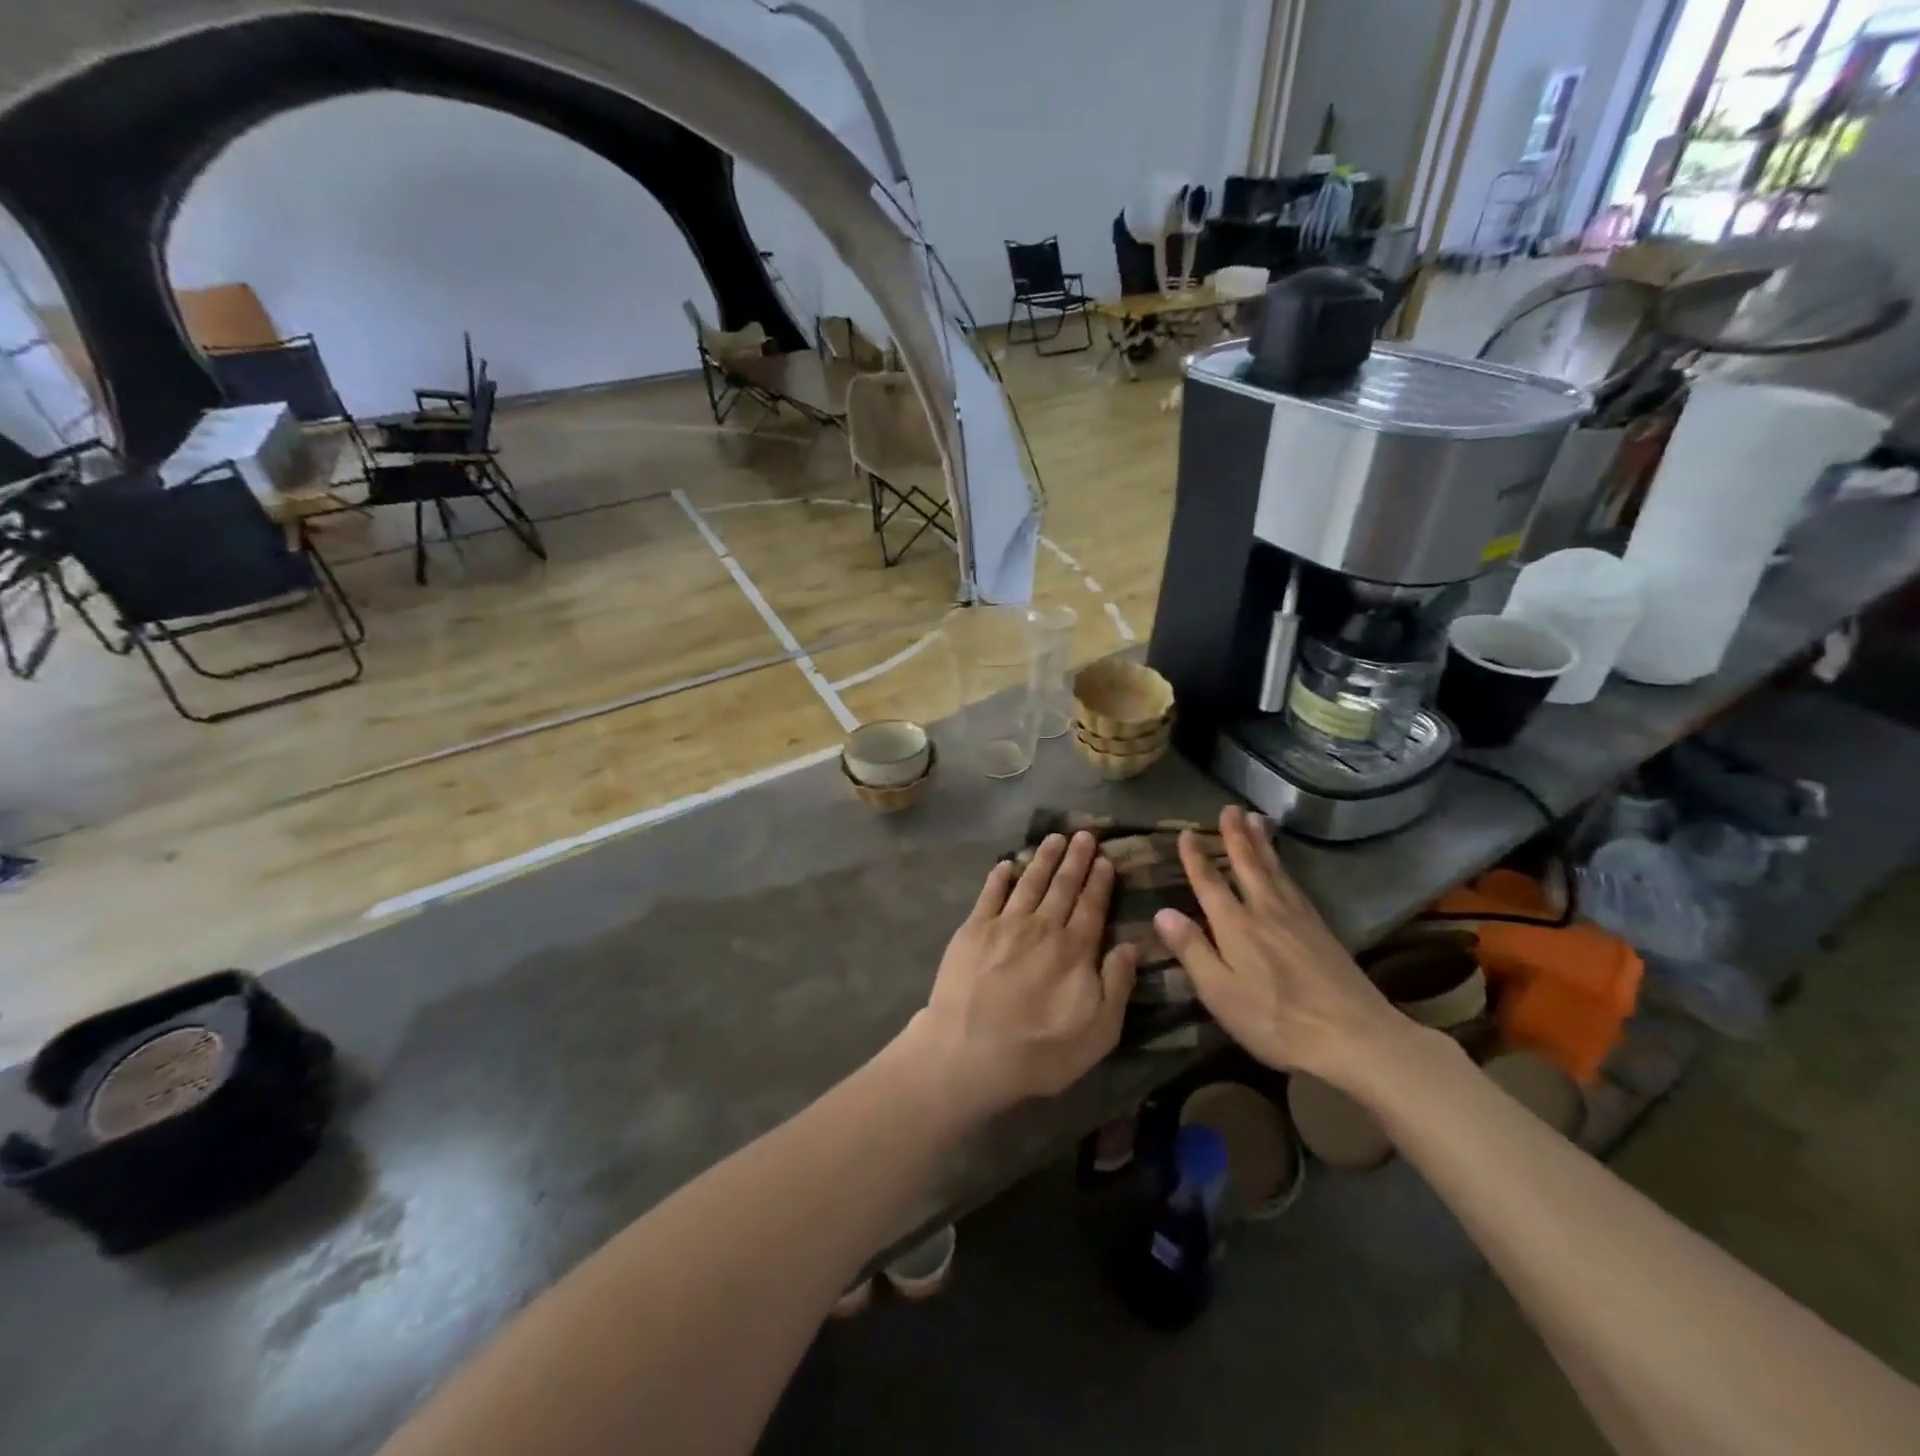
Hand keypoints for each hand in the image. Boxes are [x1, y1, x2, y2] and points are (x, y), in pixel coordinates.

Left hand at [903, 832, 1137, 1116]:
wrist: (969, 1052)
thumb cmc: (1039, 1051)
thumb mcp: (1098, 1032)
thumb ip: (1117, 985)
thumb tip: (1131, 946)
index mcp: (1074, 950)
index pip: (1092, 906)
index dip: (1100, 881)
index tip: (1105, 859)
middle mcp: (1042, 927)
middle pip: (1063, 885)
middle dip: (1076, 858)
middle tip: (1084, 835)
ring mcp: (1005, 924)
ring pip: (1029, 881)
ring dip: (1043, 857)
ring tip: (1054, 837)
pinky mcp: (973, 929)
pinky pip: (989, 893)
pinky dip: (999, 876)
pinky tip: (1006, 863)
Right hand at [1152, 806, 1404, 1087]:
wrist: (1355, 1036)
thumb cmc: (1275, 1020)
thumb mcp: (1219, 992)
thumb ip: (1191, 949)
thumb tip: (1161, 911)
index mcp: (1235, 926)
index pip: (1209, 883)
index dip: (1196, 858)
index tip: (1187, 833)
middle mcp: (1265, 911)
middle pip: (1248, 865)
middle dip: (1236, 836)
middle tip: (1229, 808)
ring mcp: (1298, 918)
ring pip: (1275, 870)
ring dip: (1263, 843)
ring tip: (1257, 819)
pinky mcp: (1321, 930)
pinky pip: (1296, 884)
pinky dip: (1285, 867)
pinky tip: (1285, 868)